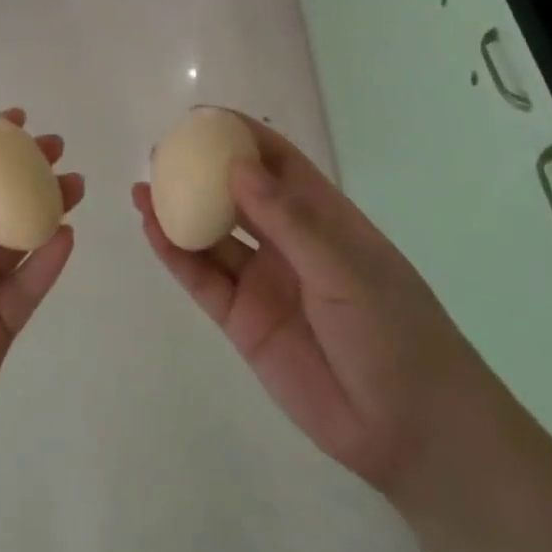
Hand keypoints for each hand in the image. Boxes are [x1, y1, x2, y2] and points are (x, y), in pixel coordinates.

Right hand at [133, 113, 485, 494]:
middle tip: (160, 154)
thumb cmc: (395, 333)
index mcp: (324, 219)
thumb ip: (289, 221)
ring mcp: (262, 282)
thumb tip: (236, 166)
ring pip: (212, 236)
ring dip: (178, 211)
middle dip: (200, 172)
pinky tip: (152, 230)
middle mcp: (288, 243)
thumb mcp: (347, 269)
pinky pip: (202, 279)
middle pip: (236, 196)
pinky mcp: (241, 320)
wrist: (409, 431)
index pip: (278, 164)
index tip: (201, 119)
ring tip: (142, 189)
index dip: (241, 138)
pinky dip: (175, 255)